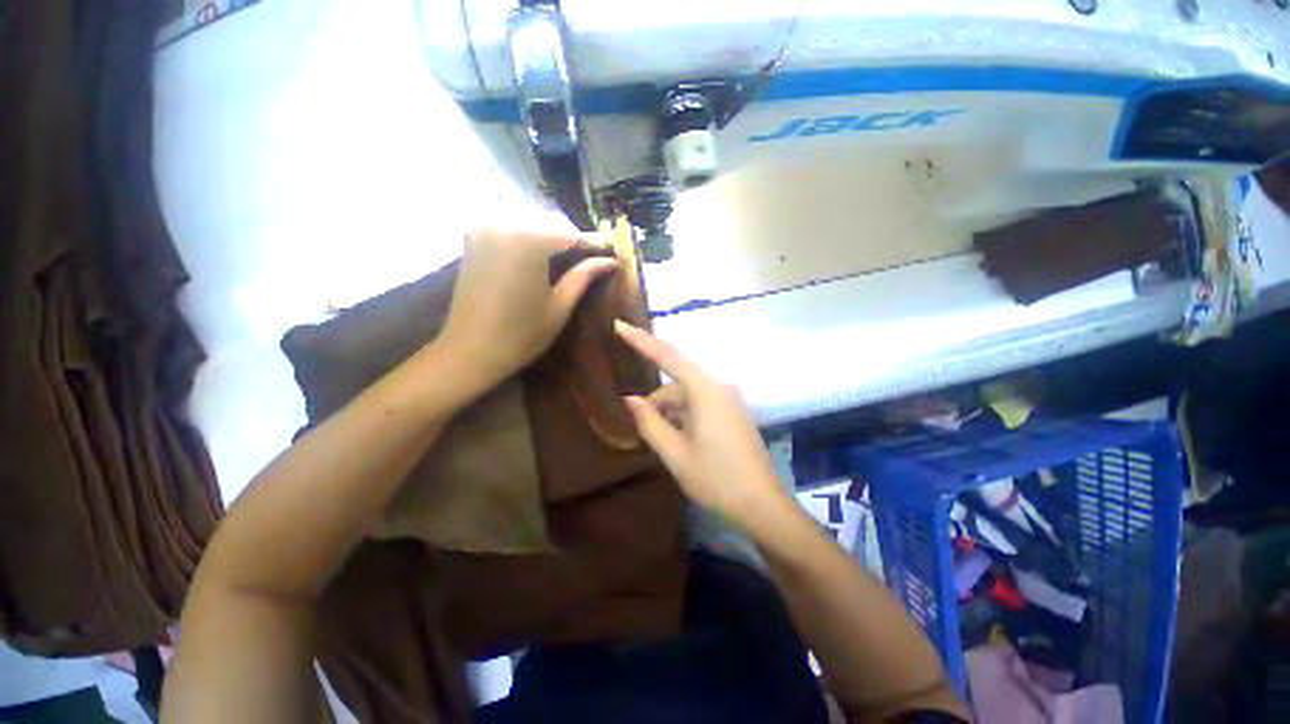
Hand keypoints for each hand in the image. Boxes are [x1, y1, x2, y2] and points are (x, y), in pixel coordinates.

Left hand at [440, 227, 615, 387]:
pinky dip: (531, 237)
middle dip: (574, 239)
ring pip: (531, 223)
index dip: (593, 243)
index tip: (612, 251)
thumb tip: (609, 260)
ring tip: (574, 256)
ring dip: (554, 237)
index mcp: (528, 242)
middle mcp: (504, 225)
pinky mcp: (475, 239)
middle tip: (595, 255)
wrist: (469, 351)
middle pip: (551, 224)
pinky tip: (544, 253)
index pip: (570, 234)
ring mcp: (485, 230)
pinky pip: (511, 228)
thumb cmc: (521, 335)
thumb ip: (583, 276)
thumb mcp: (559, 306)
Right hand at [615, 321, 790, 532]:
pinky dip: (684, 416)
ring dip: (670, 413)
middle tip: (642, 431)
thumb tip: (630, 399)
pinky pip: (700, 404)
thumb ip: (649, 422)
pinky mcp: (733, 412)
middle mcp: (719, 387)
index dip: (641, 340)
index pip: (668, 356)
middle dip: (656, 403)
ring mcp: (729, 399)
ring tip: (664, 443)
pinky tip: (680, 441)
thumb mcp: (674, 453)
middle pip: (676, 384)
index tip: (619, 325)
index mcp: (704, 390)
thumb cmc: (715, 478)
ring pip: (687, 396)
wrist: (763, 505)